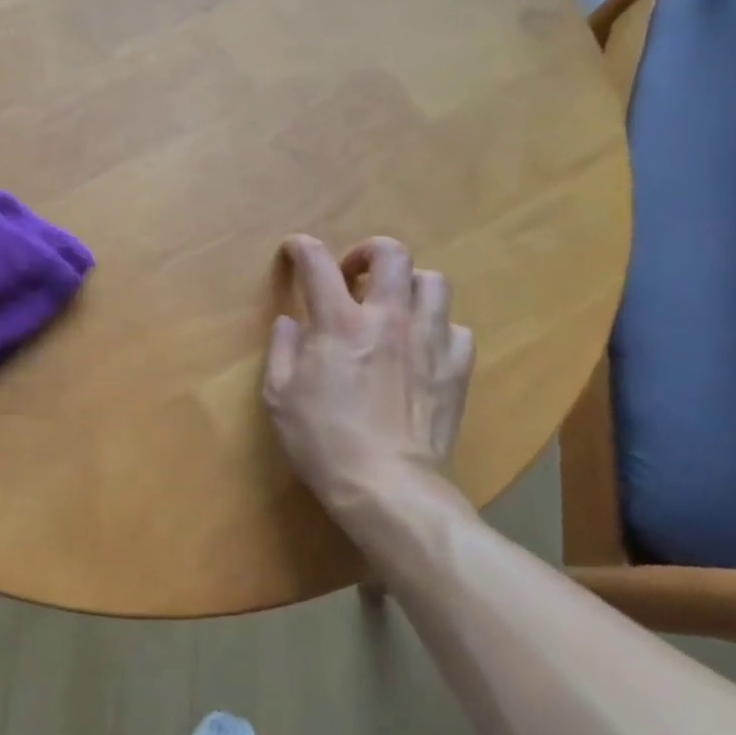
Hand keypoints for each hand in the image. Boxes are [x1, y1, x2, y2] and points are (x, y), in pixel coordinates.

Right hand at [263, 235, 474, 521]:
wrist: (387, 486)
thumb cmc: (322, 441)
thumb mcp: (279, 396)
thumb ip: (283, 349)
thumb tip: (290, 322)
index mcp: (338, 323)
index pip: (318, 264)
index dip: (302, 248)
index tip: (295, 250)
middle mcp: (388, 319)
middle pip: (392, 255)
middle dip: (368, 252)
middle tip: (353, 276)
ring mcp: (429, 341)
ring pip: (433, 282)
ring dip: (408, 285)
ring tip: (393, 307)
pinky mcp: (456, 368)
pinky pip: (456, 329)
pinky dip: (437, 328)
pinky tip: (422, 348)